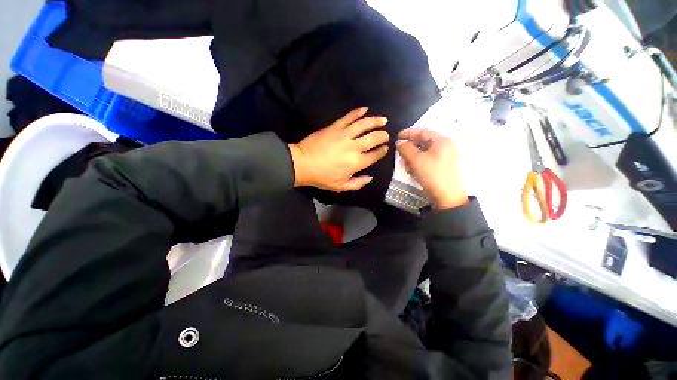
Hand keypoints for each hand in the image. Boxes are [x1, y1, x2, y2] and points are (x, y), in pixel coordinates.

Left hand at [289, 107, 389, 191]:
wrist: (303, 163)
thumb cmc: (322, 177)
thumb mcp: (341, 187)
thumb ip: (357, 184)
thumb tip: (370, 177)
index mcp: (356, 163)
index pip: (374, 155)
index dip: (382, 151)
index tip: (385, 148)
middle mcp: (353, 147)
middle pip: (373, 138)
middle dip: (383, 135)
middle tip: (386, 134)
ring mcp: (344, 135)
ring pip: (364, 124)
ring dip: (376, 121)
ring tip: (383, 119)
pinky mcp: (335, 127)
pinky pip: (348, 117)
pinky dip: (357, 112)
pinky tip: (365, 109)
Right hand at [397, 128, 468, 209]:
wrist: (448, 197)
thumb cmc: (432, 175)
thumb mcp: (416, 160)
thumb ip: (406, 149)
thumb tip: (399, 143)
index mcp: (442, 140)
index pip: (422, 131)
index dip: (408, 133)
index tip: (396, 137)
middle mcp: (445, 146)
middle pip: (423, 141)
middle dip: (410, 147)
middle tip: (399, 153)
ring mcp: (445, 156)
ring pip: (424, 151)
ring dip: (413, 156)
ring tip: (405, 164)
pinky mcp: (443, 166)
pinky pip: (428, 159)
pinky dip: (418, 162)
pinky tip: (412, 169)